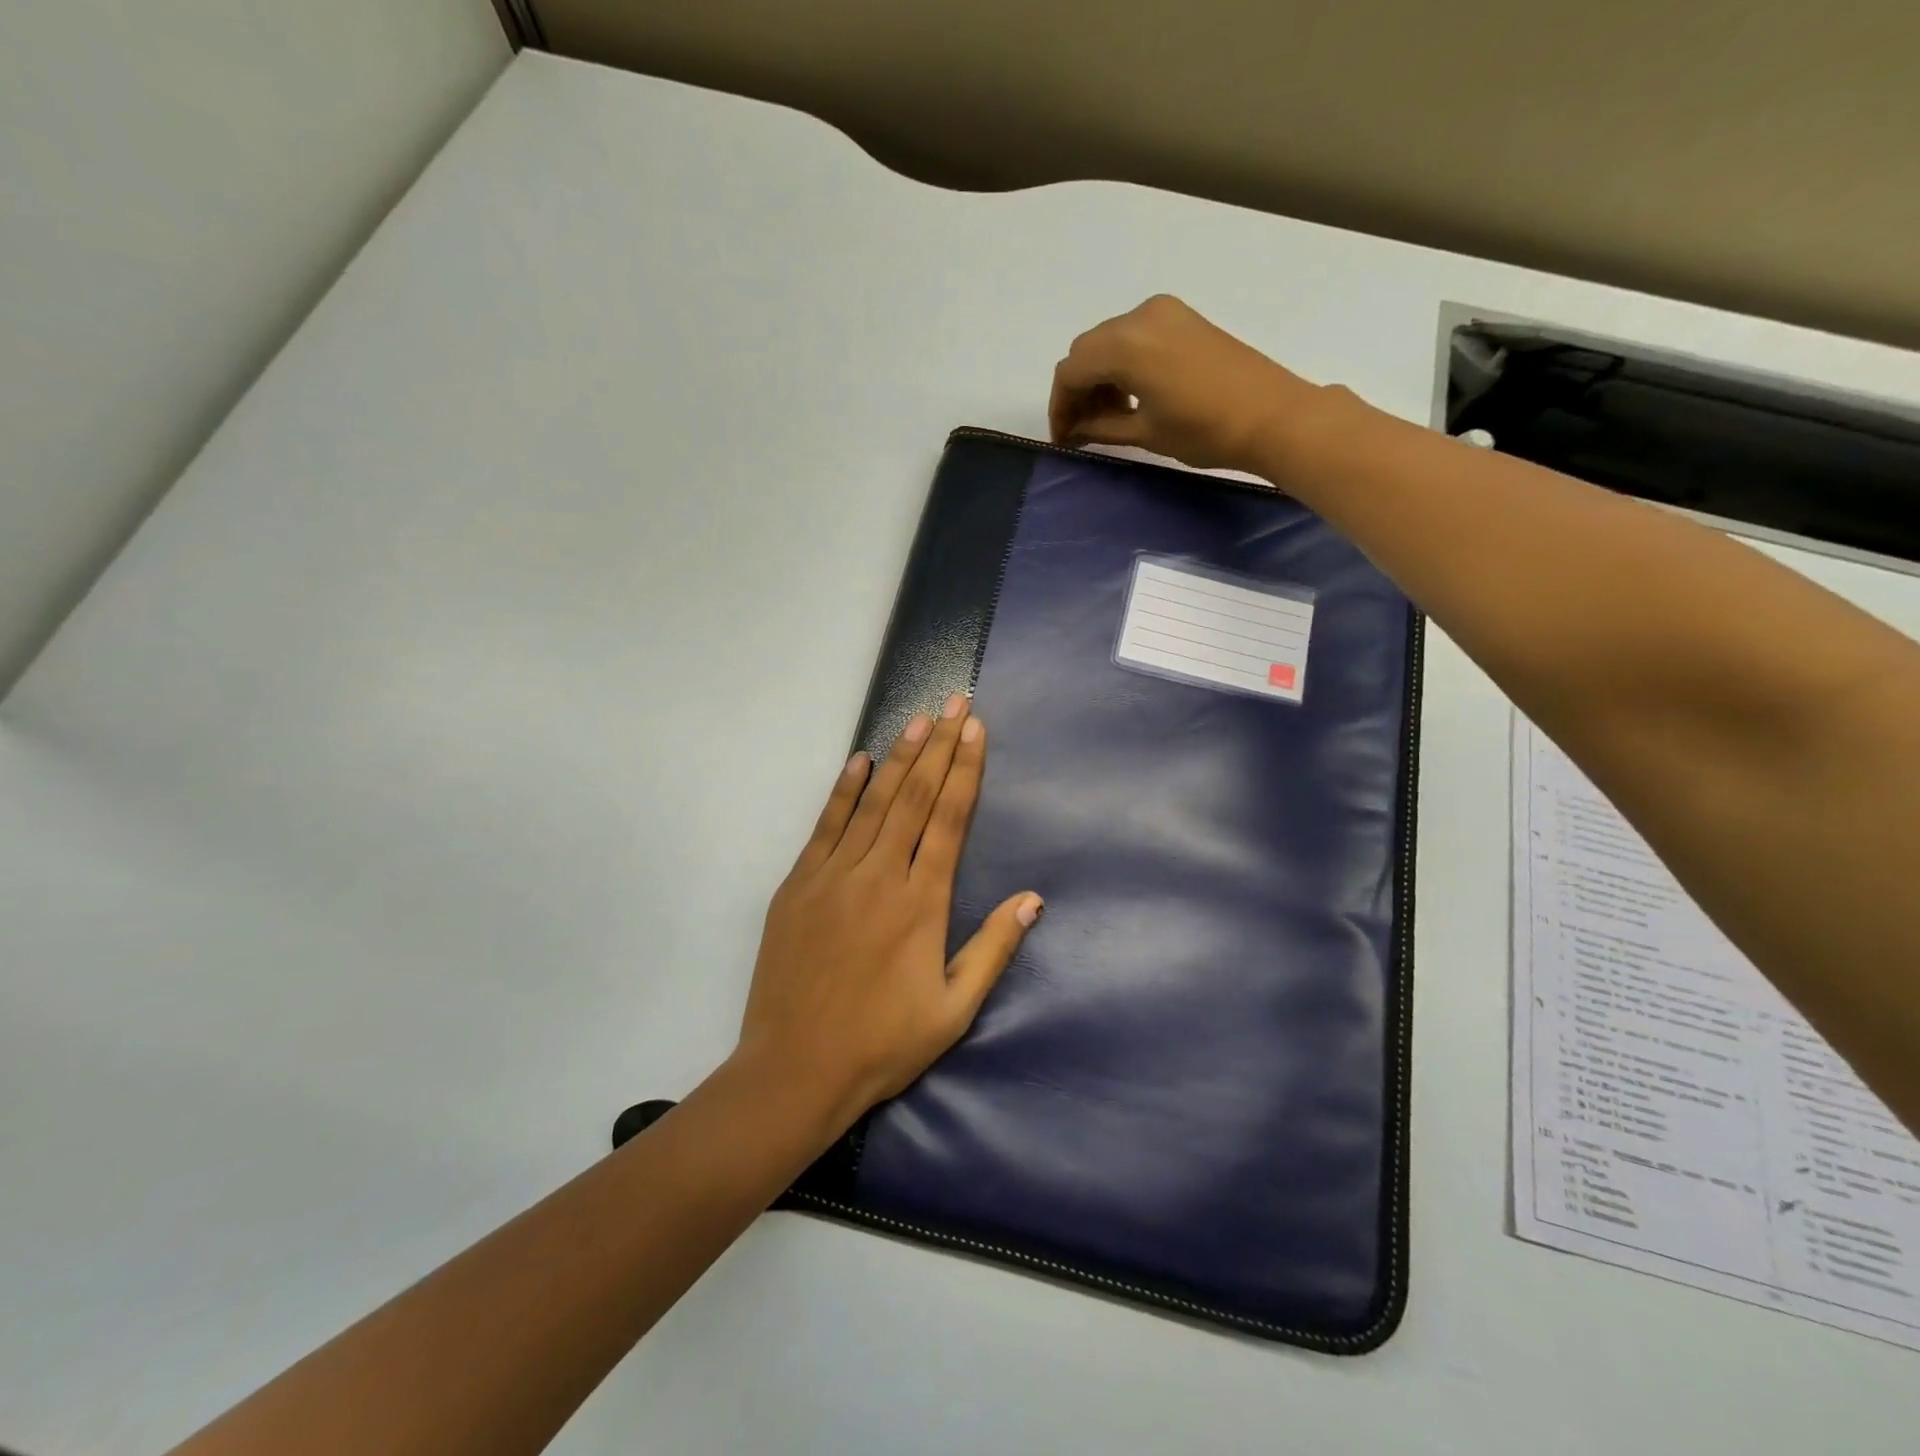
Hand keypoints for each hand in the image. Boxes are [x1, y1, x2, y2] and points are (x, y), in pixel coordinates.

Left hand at [735, 693, 1041, 1131]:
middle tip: (954, 703)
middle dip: (939, 745)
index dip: (966, 770)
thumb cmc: (882, 1044)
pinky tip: (859, 760)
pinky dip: (844, 790)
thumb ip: (993, 949)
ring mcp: (833, 876)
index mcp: (921, 903)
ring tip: (919, 718)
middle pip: (916, 797)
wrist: (794, 1070)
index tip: (976, 729)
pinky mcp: (798, 885)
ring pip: (874, 802)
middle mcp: (880, 876)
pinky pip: (826, 825)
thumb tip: (1032, 898)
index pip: (950, 819)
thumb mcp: (953, 1009)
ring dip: (899, 757)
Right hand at [1049, 294, 1326, 473]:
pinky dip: (1122, 364)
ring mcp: (1164, 312)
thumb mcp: (1144, 432)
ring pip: (1109, 342)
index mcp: (1125, 345)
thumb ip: (1100, 426)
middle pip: (1087, 351)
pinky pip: (1134, 336)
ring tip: (1108, 417)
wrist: (1273, 415)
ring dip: (1100, 377)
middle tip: (1081, 429)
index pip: (1071, 370)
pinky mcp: (1183, 318)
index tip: (1063, 438)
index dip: (1060, 407)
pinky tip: (1132, 395)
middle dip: (1078, 390)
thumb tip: (1075, 429)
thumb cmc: (1204, 430)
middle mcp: (1140, 316)